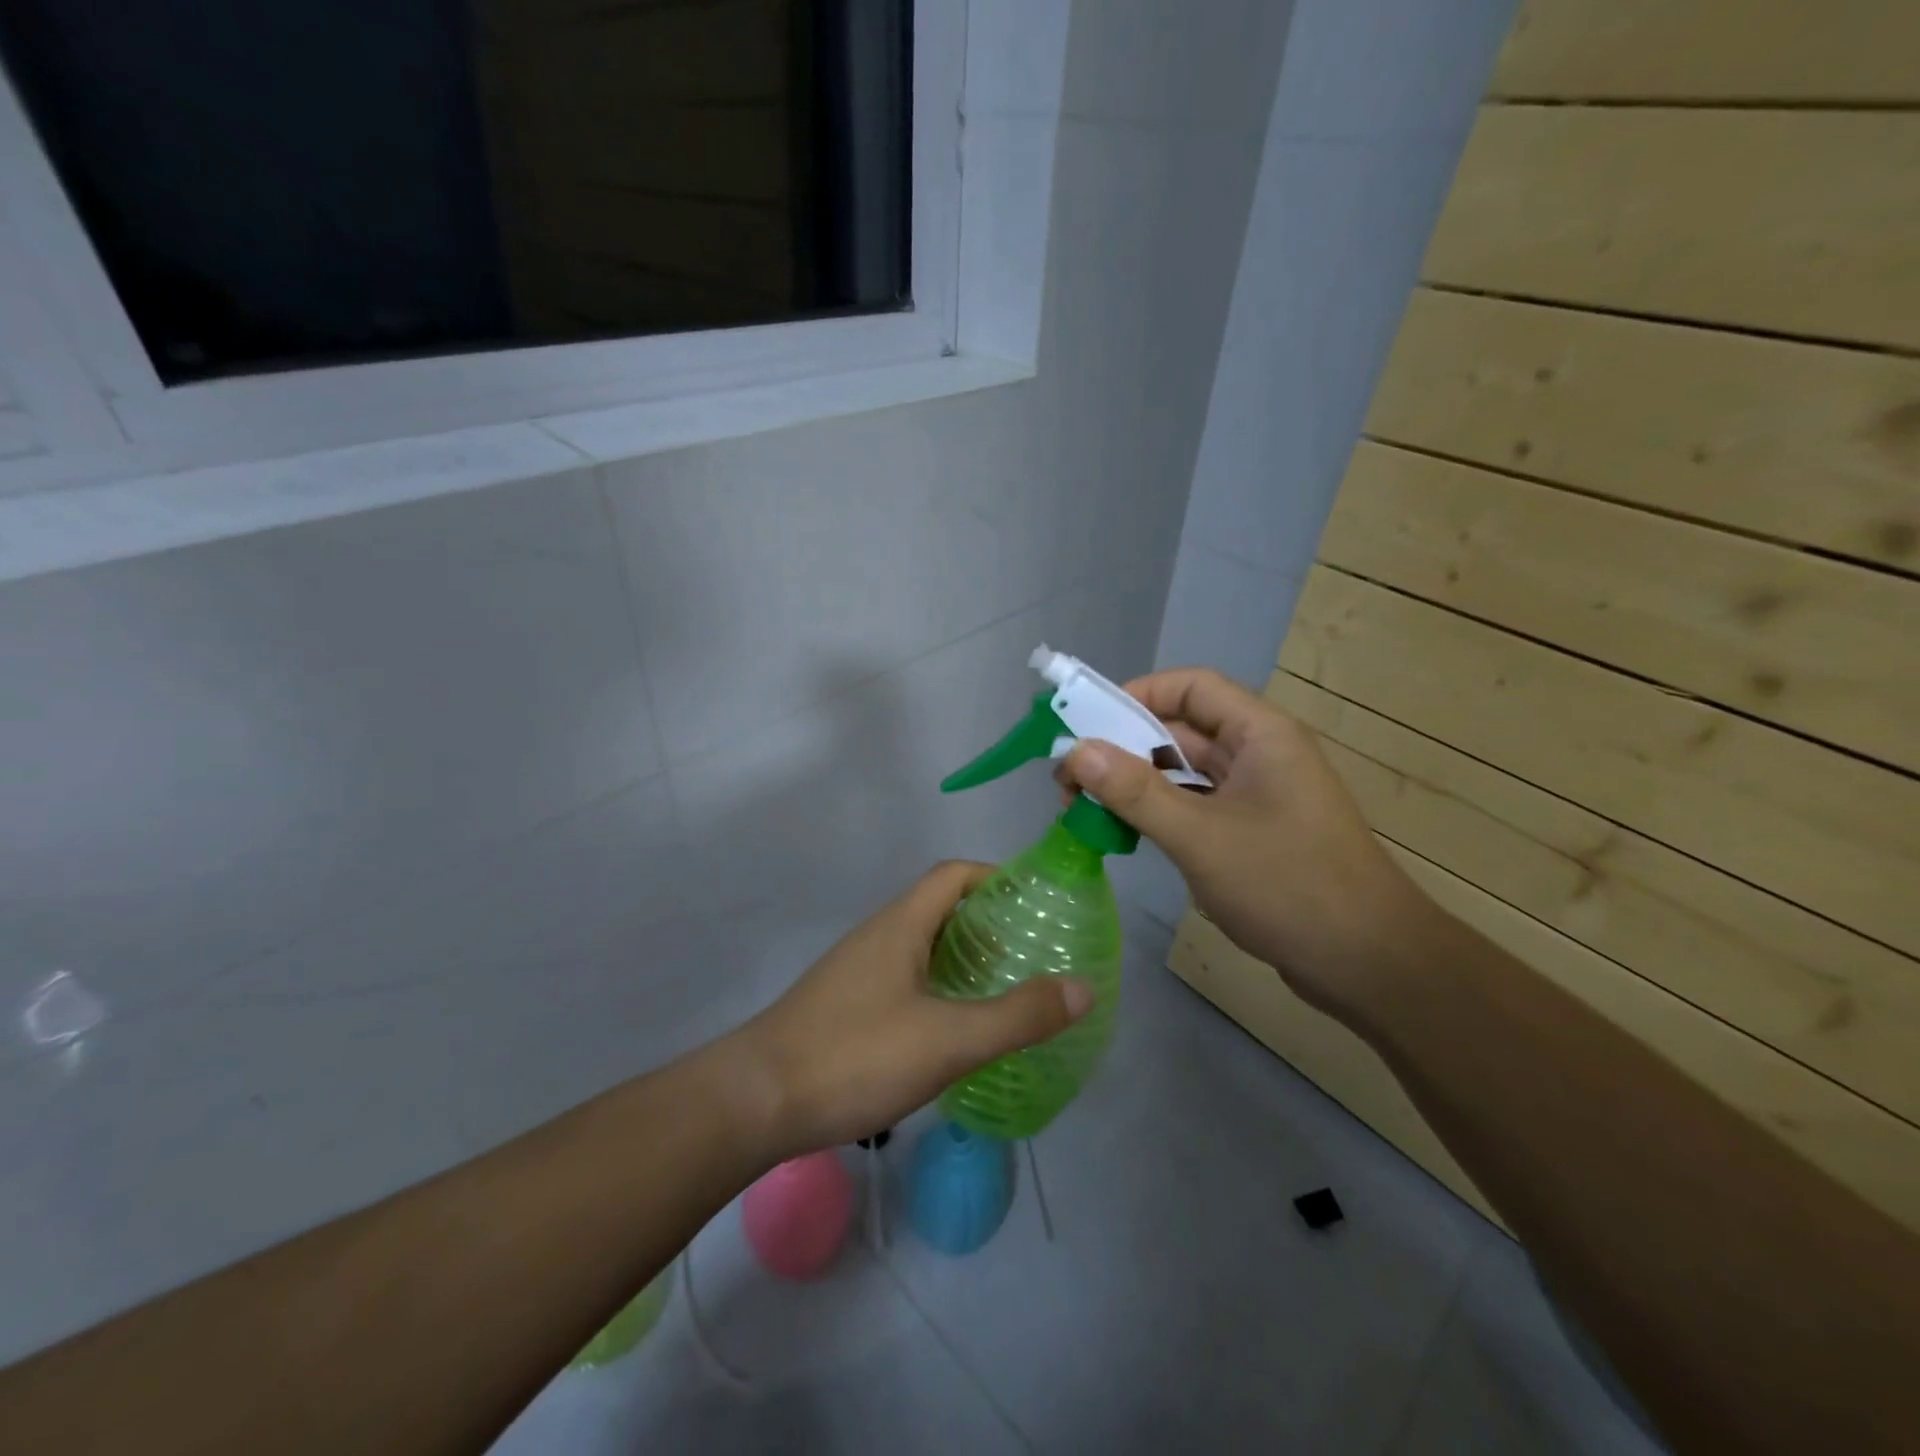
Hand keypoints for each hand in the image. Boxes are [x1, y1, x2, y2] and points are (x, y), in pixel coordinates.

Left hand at [728, 862, 1092, 1157]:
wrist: (755, 1101)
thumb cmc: (854, 1056)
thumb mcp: (948, 1040)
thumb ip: (1017, 1016)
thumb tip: (1083, 988)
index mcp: (901, 925)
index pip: (953, 875)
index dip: (996, 878)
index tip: (1035, 904)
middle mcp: (878, 936)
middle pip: (939, 908)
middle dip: (988, 923)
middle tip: (1032, 953)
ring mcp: (857, 971)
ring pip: (921, 946)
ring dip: (962, 958)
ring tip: (1004, 990)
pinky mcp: (845, 1005)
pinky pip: (904, 978)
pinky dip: (938, 988)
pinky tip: (952, 1029)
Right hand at [1057, 668, 1433, 1020]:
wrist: (1370, 964)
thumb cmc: (1288, 885)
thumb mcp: (1200, 836)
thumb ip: (1135, 792)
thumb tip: (1074, 751)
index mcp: (1260, 734)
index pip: (1190, 687)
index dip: (1136, 694)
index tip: (1085, 724)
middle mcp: (1259, 754)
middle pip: (1181, 729)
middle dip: (1123, 747)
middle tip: (1069, 779)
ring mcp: (1258, 796)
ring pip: (1185, 772)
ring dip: (1136, 784)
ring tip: (1084, 807)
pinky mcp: (1253, 832)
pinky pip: (1195, 806)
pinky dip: (1159, 813)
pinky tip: (1125, 833)